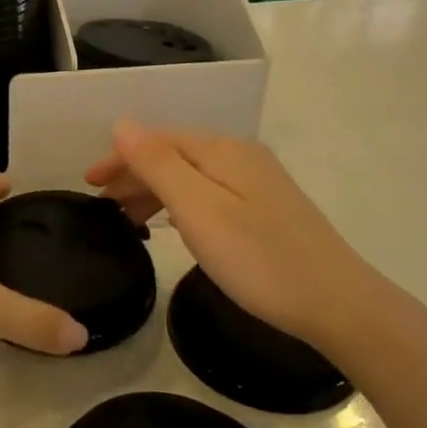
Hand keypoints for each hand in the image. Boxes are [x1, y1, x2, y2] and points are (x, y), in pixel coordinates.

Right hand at [84, 121, 375, 352]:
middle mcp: (240, 156)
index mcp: (222, 150)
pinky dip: (180, 205)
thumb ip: (158, 164)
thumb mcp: (198, 210)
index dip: (120, 158)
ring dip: (155, 191)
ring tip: (127, 220)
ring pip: (192, 176)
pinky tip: (173, 226)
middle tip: (102, 206)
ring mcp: (258, 182)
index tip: (89, 184)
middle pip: (174, 154)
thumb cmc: (258, 259)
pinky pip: (209, 194)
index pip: (157, 139)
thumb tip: (123, 123)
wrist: (337, 304)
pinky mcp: (268, 209)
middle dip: (134, 174)